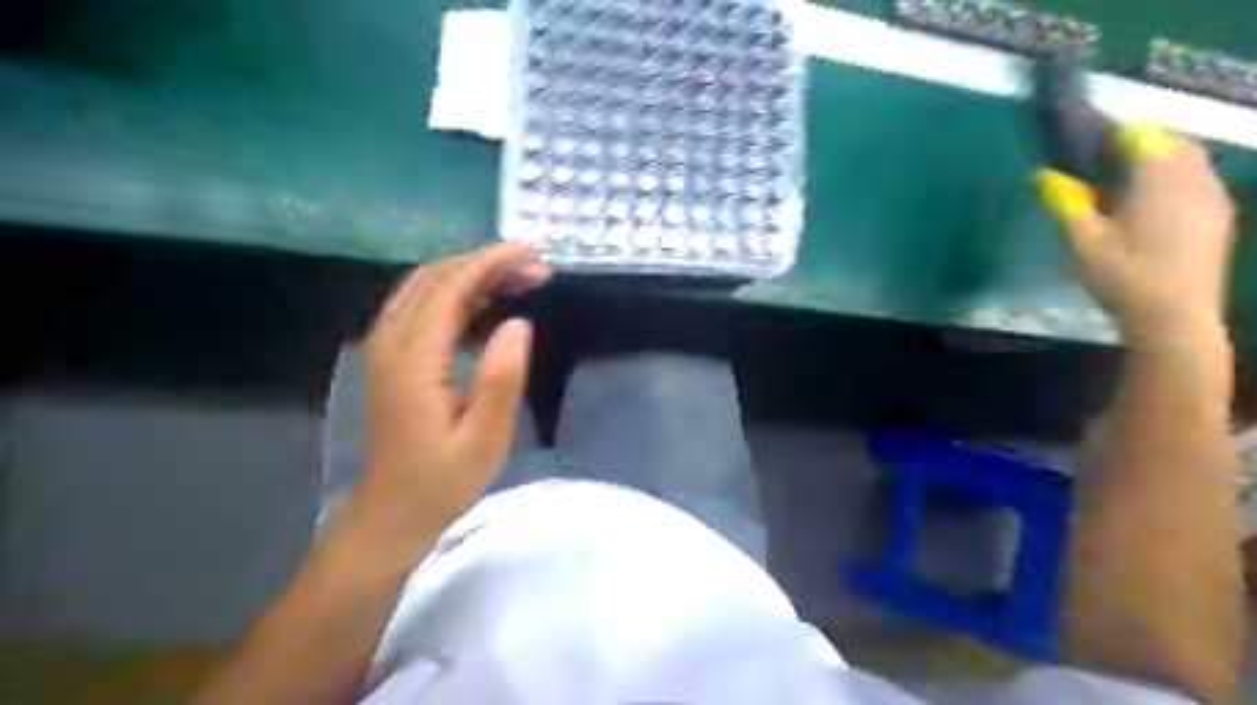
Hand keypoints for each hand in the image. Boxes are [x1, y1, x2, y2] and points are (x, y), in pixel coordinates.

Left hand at [339, 246, 551, 565]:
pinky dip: (454, 290)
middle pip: (435, 277)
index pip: (451, 288)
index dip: (491, 263)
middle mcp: (390, 342)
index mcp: (413, 360)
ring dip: (470, 272)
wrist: (390, 511)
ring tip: (517, 277)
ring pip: (424, 285)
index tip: (532, 253)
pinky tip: (484, 300)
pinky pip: (419, 303)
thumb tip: (519, 323)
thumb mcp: (484, 440)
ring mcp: (383, 346)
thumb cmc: (442, 481)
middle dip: (486, 262)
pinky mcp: (388, 355)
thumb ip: (501, 380)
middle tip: (535, 268)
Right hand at [1036, 126, 1233, 349]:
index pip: (1140, 135)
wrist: (1174, 318)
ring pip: (1190, 161)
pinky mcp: (1220, 217)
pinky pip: (1200, 181)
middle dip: (1138, 145)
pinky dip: (1176, 180)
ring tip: (1124, 184)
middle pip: (1171, 143)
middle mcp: (1195, 179)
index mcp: (1159, 179)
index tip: (1084, 142)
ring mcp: (1214, 198)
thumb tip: (1043, 176)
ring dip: (1159, 162)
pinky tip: (1152, 207)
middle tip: (1101, 164)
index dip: (1111, 133)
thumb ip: (1065, 203)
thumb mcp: (1082, 242)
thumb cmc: (1123, 277)